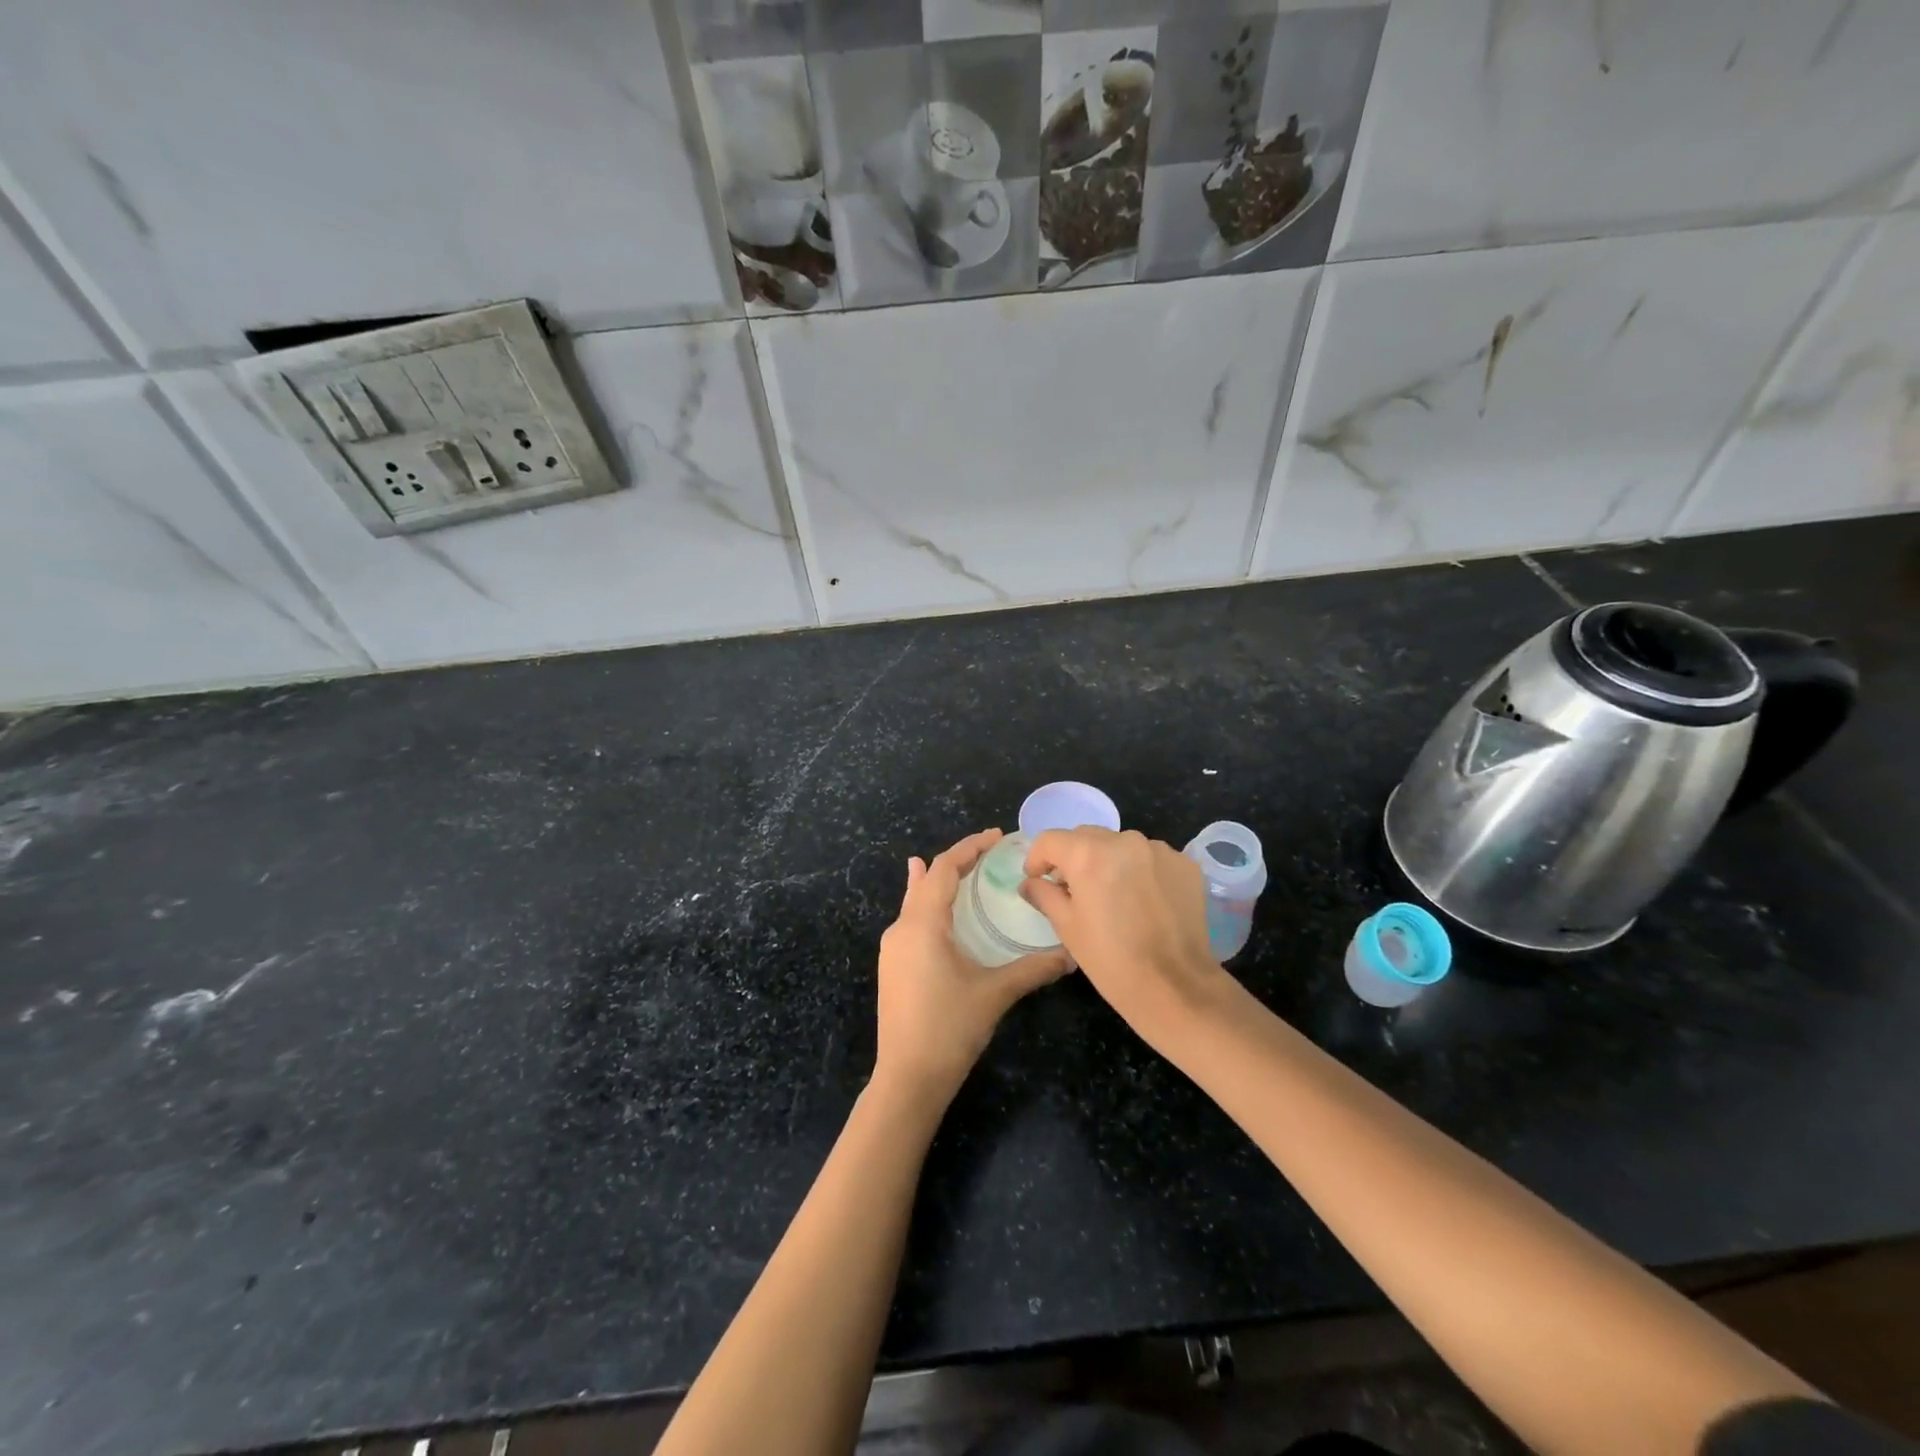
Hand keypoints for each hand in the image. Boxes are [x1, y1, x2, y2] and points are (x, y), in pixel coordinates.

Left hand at [873, 829, 1070, 1106]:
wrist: (907, 1079)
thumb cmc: (949, 1029)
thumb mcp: (995, 994)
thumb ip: (1033, 969)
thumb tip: (1072, 955)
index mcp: (922, 924)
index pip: (945, 869)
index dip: (970, 848)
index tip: (997, 836)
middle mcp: (901, 928)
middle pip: (928, 880)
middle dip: (957, 861)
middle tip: (989, 852)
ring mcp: (892, 949)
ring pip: (915, 900)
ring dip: (938, 881)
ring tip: (960, 867)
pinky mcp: (892, 966)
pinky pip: (910, 920)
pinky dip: (927, 904)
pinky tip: (934, 910)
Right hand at [1020, 828, 1224, 1032]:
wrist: (1177, 987)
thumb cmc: (1111, 960)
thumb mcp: (1068, 928)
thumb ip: (1044, 895)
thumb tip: (1030, 883)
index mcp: (1088, 854)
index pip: (1050, 840)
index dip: (1037, 858)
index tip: (1037, 879)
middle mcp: (1124, 840)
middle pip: (1086, 837)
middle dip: (1073, 857)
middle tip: (1072, 890)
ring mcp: (1159, 850)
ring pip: (1120, 845)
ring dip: (1108, 862)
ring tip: (1112, 896)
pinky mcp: (1184, 864)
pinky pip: (1150, 858)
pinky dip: (1139, 871)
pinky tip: (1143, 901)